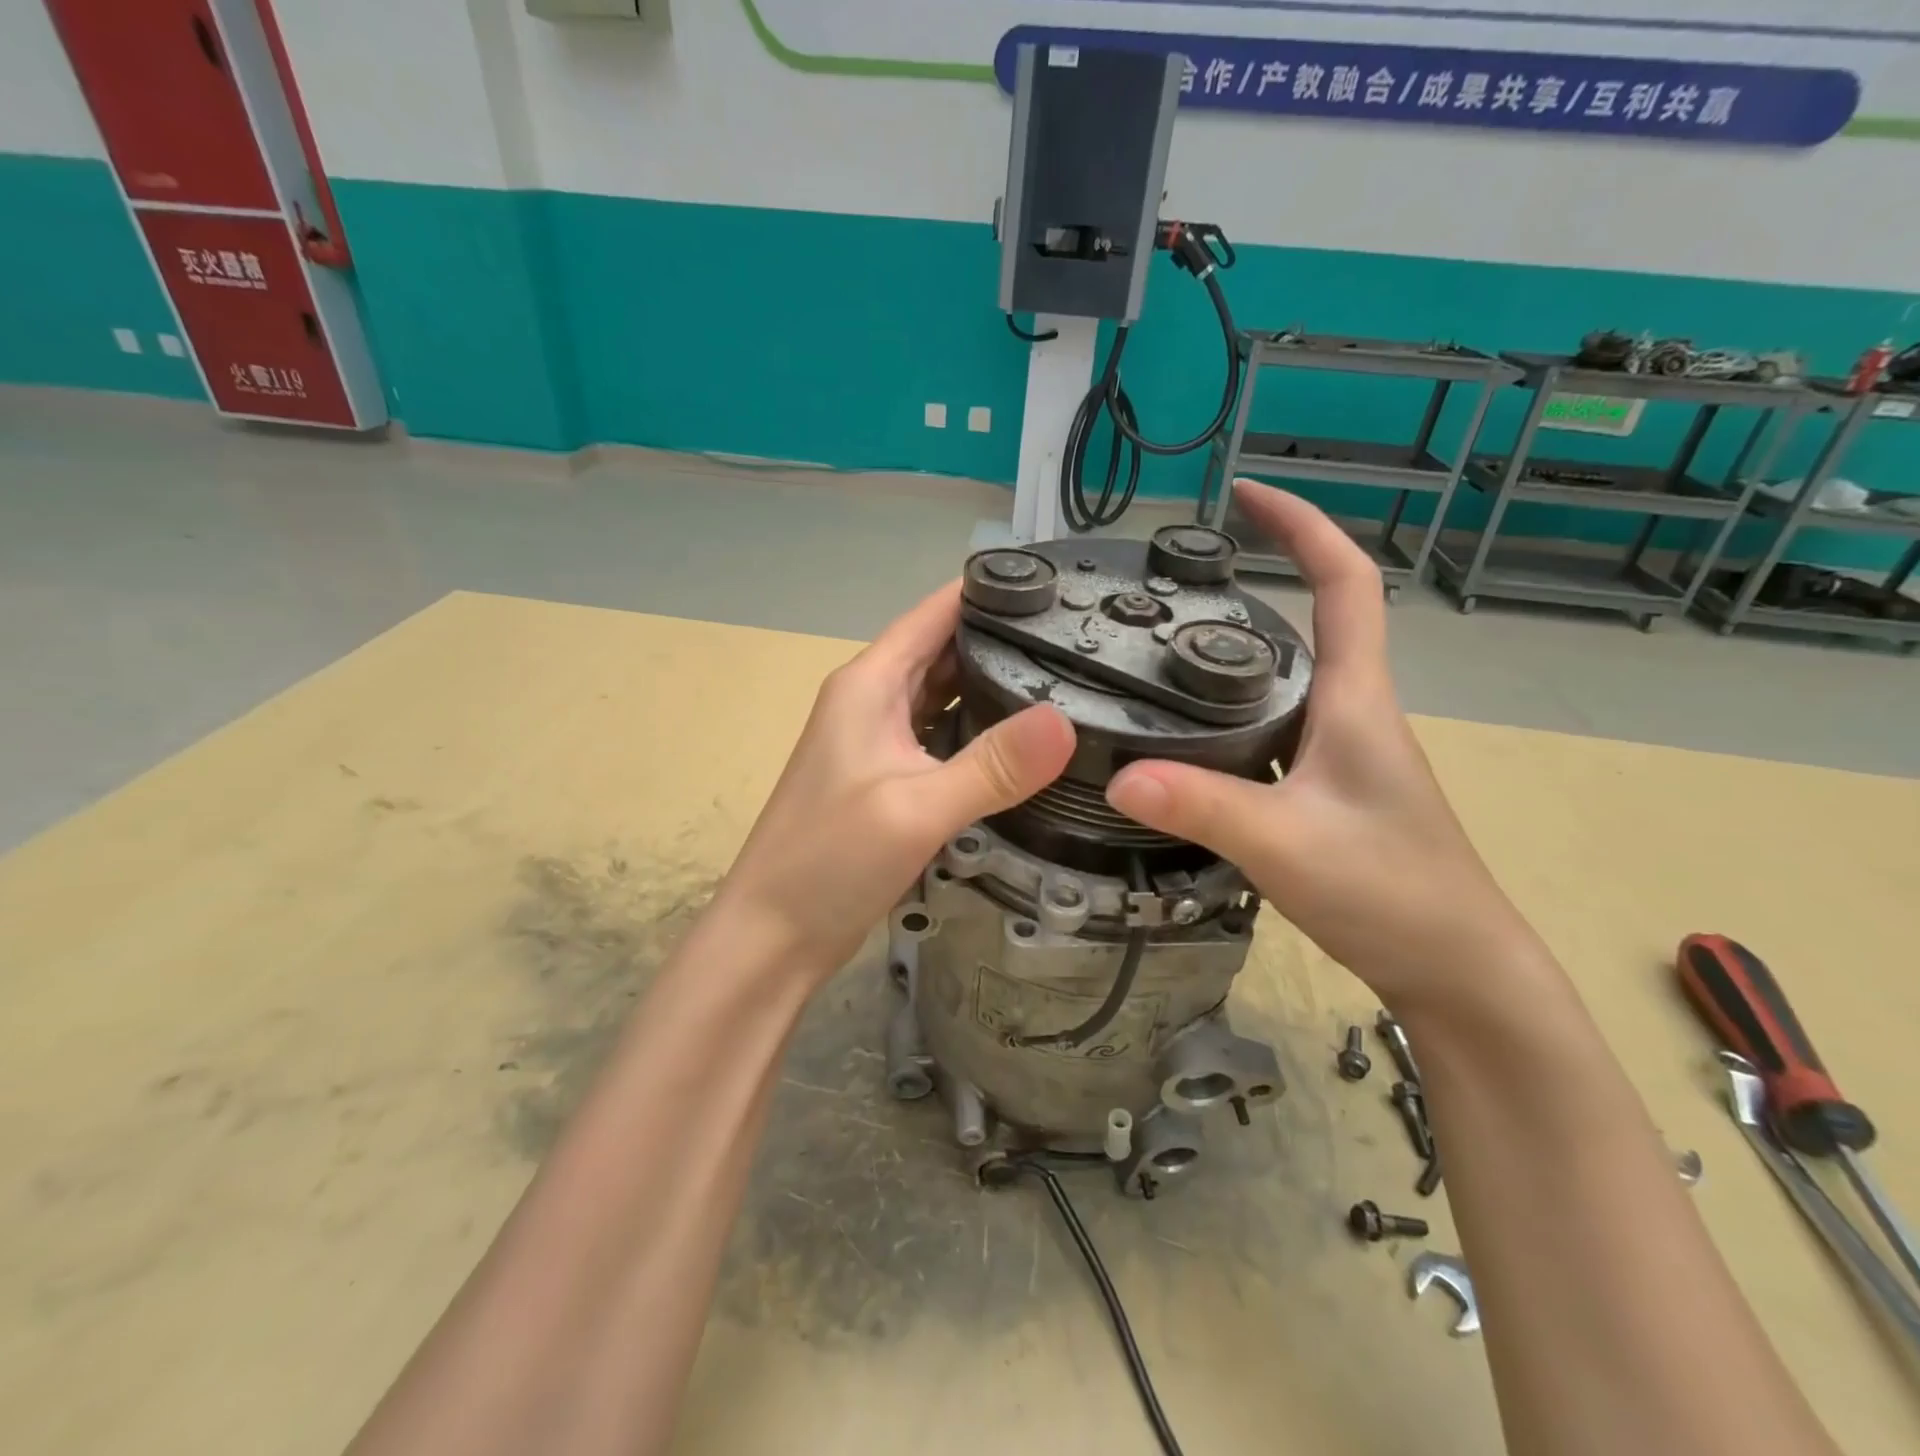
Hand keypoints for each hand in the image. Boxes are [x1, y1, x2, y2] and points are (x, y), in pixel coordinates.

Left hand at [721, 583, 1075, 979]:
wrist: (773, 935)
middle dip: (1003, 638)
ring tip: (1066, 680)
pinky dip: (978, 731)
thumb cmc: (829, 860)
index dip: (990, 591)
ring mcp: (878, 742)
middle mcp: (872, 701)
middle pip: (944, 650)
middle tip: (1081, 639)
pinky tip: (1021, 743)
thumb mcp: (916, 808)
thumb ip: (992, 766)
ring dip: (993, 686)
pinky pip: (941, 738)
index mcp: (869, 683)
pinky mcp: (888, 780)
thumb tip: (1067, 722)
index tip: (1057, 586)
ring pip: (945, 696)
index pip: (935, 612)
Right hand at [1106, 482, 1534, 1008]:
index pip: (1344, 583)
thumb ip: (1205, 806)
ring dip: (1236, 652)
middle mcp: (1350, 712)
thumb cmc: (1391, 892)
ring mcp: (1338, 753)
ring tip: (1162, 648)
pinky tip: (1183, 737)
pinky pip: (1270, 729)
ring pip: (1284, 681)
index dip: (1301, 527)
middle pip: (1311, 622)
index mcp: (1356, 699)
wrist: (1455, 969)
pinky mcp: (1323, 790)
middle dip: (1258, 580)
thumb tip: (1118, 774)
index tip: (1246, 494)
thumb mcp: (1288, 844)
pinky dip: (1229, 714)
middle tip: (1178, 579)